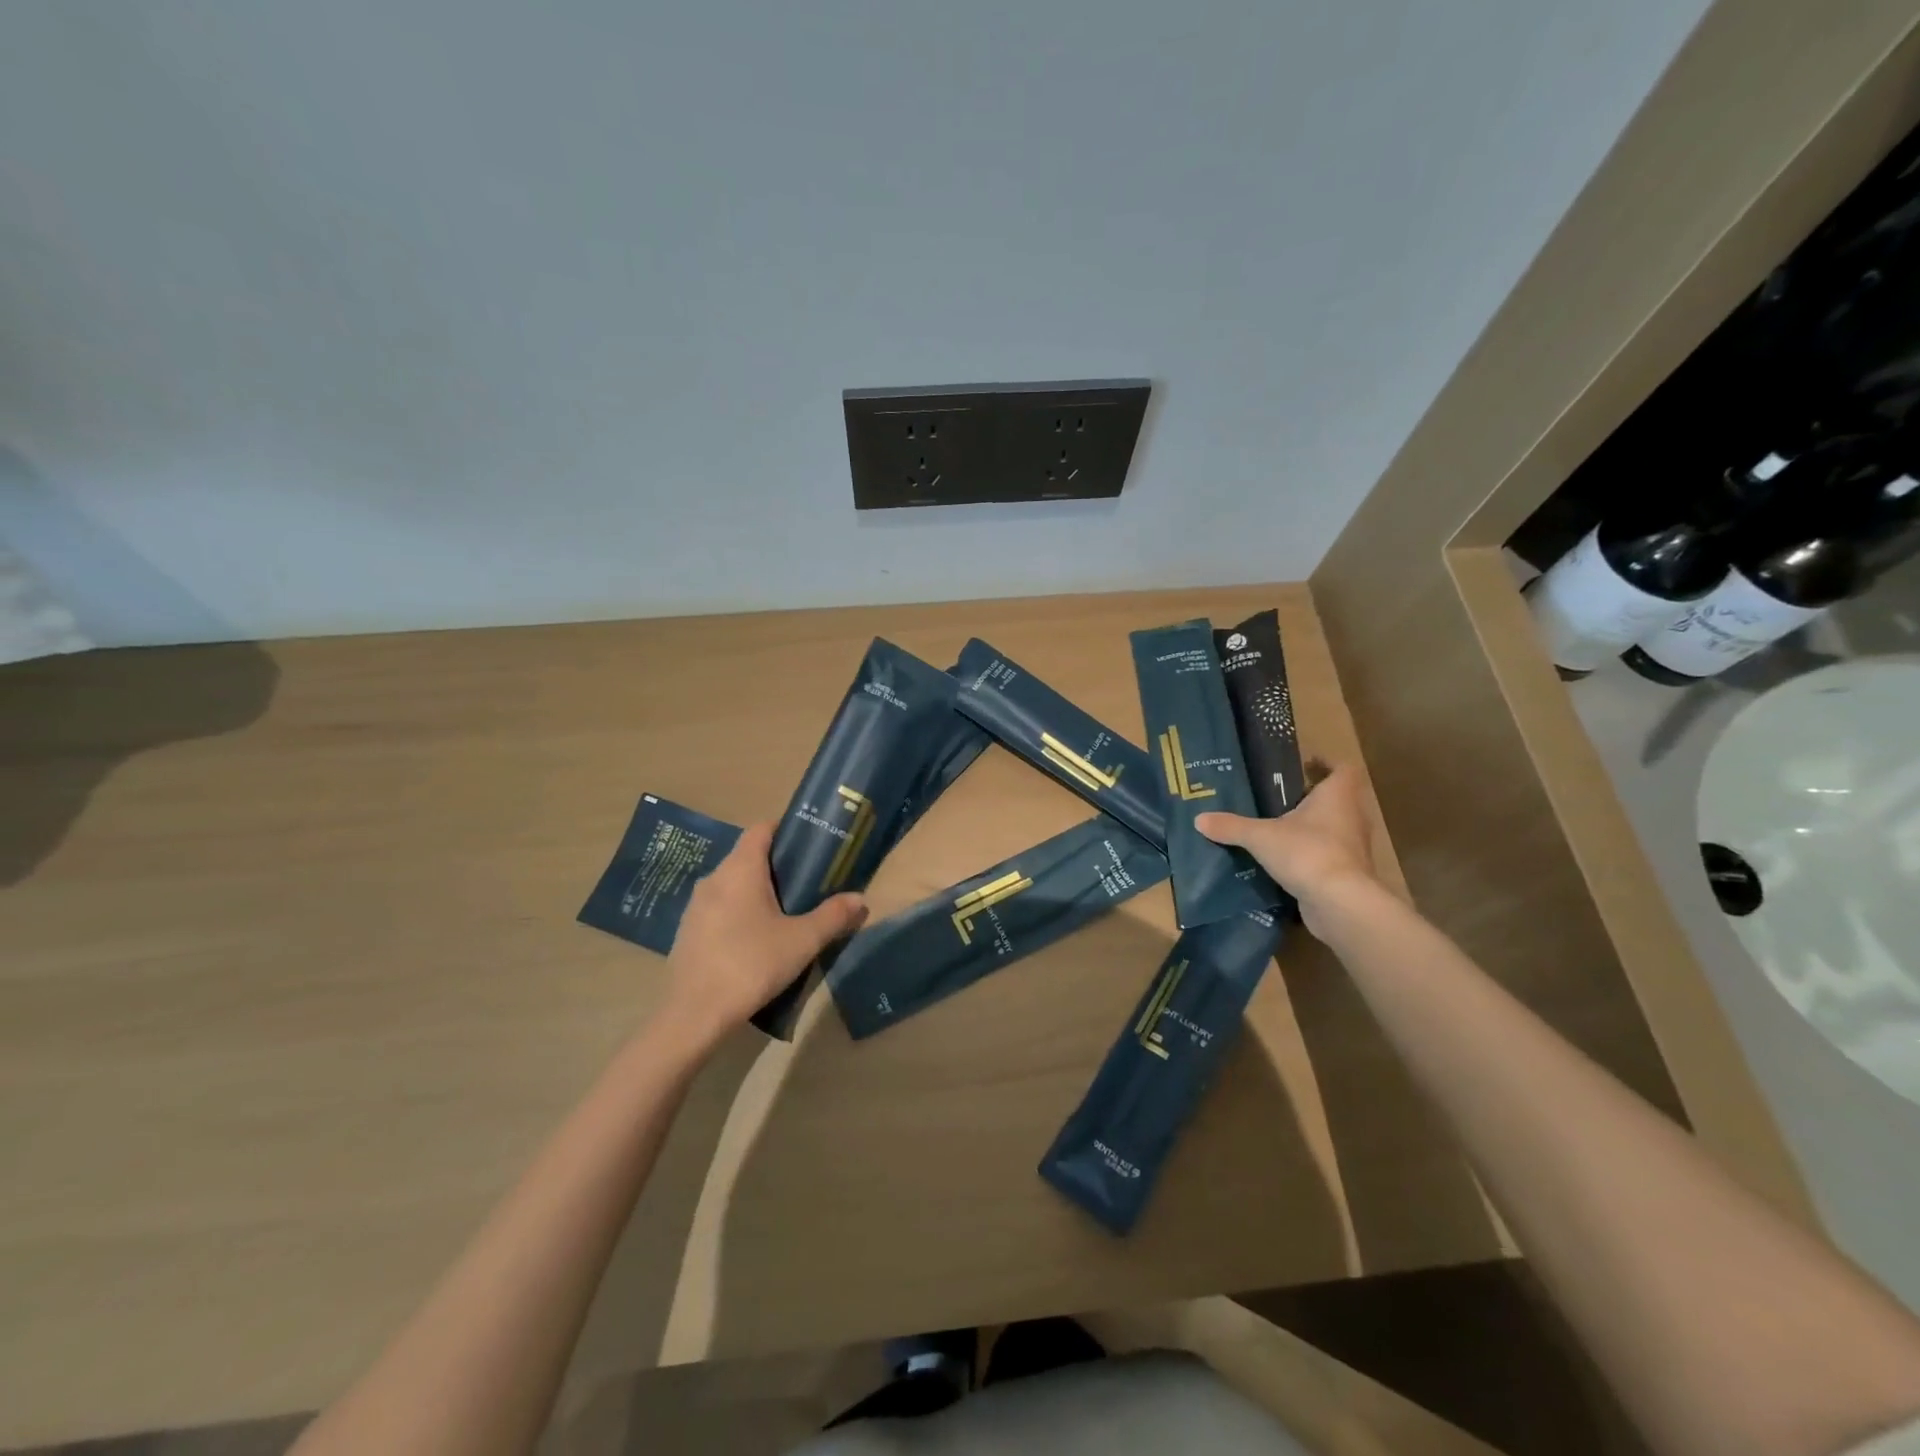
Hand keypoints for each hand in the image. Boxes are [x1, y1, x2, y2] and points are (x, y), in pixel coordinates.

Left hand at [660, 822, 867, 1048]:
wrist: (694, 1015)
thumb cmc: (751, 965)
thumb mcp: (802, 941)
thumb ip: (833, 916)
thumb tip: (860, 899)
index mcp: (741, 869)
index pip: (761, 829)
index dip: (786, 830)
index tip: (810, 845)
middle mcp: (714, 878)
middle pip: (748, 856)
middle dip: (777, 865)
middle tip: (807, 882)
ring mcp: (696, 906)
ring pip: (733, 884)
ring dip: (757, 891)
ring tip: (785, 912)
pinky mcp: (688, 931)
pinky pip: (720, 908)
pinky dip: (739, 912)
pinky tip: (756, 939)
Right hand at [1195, 763, 1379, 937]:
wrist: (1339, 903)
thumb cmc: (1307, 853)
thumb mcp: (1260, 836)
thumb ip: (1231, 826)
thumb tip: (1199, 819)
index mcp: (1337, 796)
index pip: (1343, 769)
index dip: (1326, 764)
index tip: (1304, 764)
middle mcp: (1352, 816)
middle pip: (1340, 798)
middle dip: (1315, 796)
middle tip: (1283, 796)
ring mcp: (1354, 847)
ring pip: (1336, 827)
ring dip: (1315, 826)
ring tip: (1281, 827)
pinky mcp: (1350, 873)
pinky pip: (1331, 855)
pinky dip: (1314, 854)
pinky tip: (1288, 859)